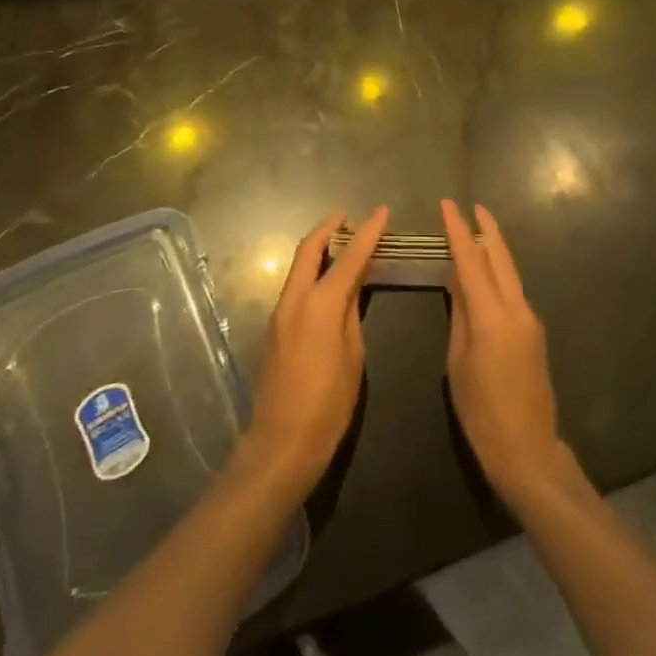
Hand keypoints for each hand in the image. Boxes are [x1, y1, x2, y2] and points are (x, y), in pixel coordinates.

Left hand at [246, 207, 387, 496]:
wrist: (281, 443)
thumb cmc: (328, 405)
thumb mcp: (353, 357)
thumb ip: (351, 315)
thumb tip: (353, 288)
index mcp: (320, 305)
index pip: (349, 258)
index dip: (367, 233)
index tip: (381, 212)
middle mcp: (295, 300)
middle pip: (309, 250)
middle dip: (328, 228)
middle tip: (347, 215)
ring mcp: (279, 313)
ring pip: (298, 266)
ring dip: (317, 248)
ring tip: (340, 241)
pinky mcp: (274, 328)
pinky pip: (294, 285)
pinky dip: (311, 270)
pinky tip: (326, 278)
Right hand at [442, 200, 564, 506]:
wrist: (528, 451)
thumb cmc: (481, 413)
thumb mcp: (458, 363)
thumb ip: (460, 316)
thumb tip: (458, 281)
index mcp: (493, 317)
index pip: (471, 262)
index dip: (458, 231)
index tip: (448, 205)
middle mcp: (517, 310)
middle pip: (500, 258)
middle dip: (486, 229)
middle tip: (472, 205)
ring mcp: (530, 320)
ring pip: (510, 272)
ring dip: (494, 248)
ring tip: (477, 229)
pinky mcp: (534, 332)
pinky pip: (513, 290)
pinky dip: (499, 272)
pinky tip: (487, 271)